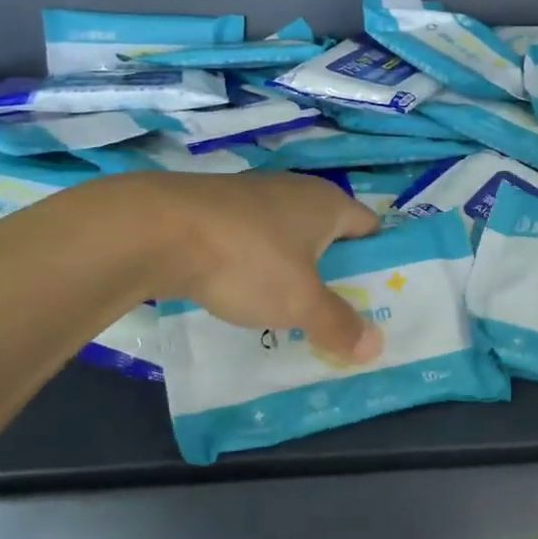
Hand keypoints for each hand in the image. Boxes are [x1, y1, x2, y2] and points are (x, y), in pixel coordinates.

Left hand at [142, 171, 384, 362]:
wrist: (157, 230)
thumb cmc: (248, 259)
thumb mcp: (299, 301)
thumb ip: (338, 323)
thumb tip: (375, 346)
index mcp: (327, 203)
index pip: (371, 228)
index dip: (379, 260)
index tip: (378, 297)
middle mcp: (295, 191)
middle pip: (330, 234)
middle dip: (335, 272)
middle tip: (339, 315)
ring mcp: (253, 197)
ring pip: (288, 239)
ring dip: (293, 272)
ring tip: (293, 313)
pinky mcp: (217, 211)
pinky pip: (252, 242)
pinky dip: (256, 267)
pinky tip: (244, 295)